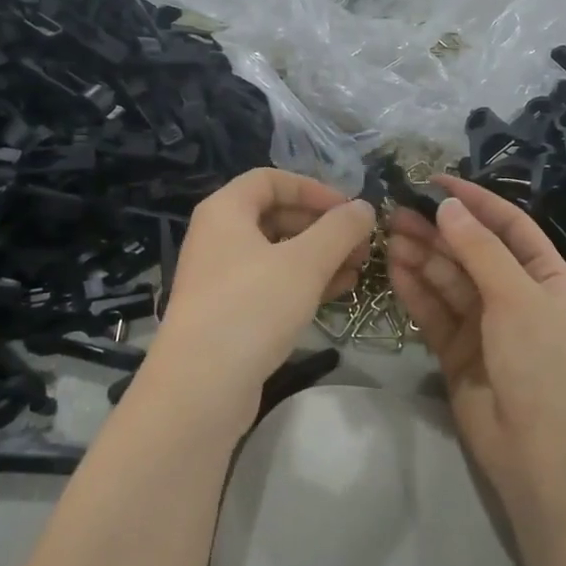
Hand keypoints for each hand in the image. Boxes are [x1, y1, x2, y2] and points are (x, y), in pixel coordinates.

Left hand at [140, 169, 374, 428]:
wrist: (201, 386)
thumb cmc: (252, 307)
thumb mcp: (305, 262)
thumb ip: (340, 230)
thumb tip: (364, 207)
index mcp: (225, 211)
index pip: (271, 179)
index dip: (313, 188)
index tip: (348, 209)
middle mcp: (217, 238)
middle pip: (276, 216)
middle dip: (322, 227)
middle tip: (360, 244)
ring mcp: (221, 278)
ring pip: (277, 254)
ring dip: (319, 257)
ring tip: (358, 269)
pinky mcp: (229, 314)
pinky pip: (271, 285)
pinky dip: (303, 283)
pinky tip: (337, 293)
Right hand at [388, 178, 565, 530]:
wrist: (542, 454)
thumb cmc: (542, 364)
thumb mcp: (517, 298)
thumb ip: (479, 251)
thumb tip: (448, 206)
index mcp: (543, 275)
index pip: (507, 225)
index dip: (474, 201)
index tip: (435, 181)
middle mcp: (514, 294)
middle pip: (470, 251)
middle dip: (437, 229)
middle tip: (395, 209)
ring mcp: (484, 324)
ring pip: (447, 280)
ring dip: (421, 256)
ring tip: (388, 234)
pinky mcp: (456, 350)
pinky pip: (433, 312)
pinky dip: (415, 290)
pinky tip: (393, 268)